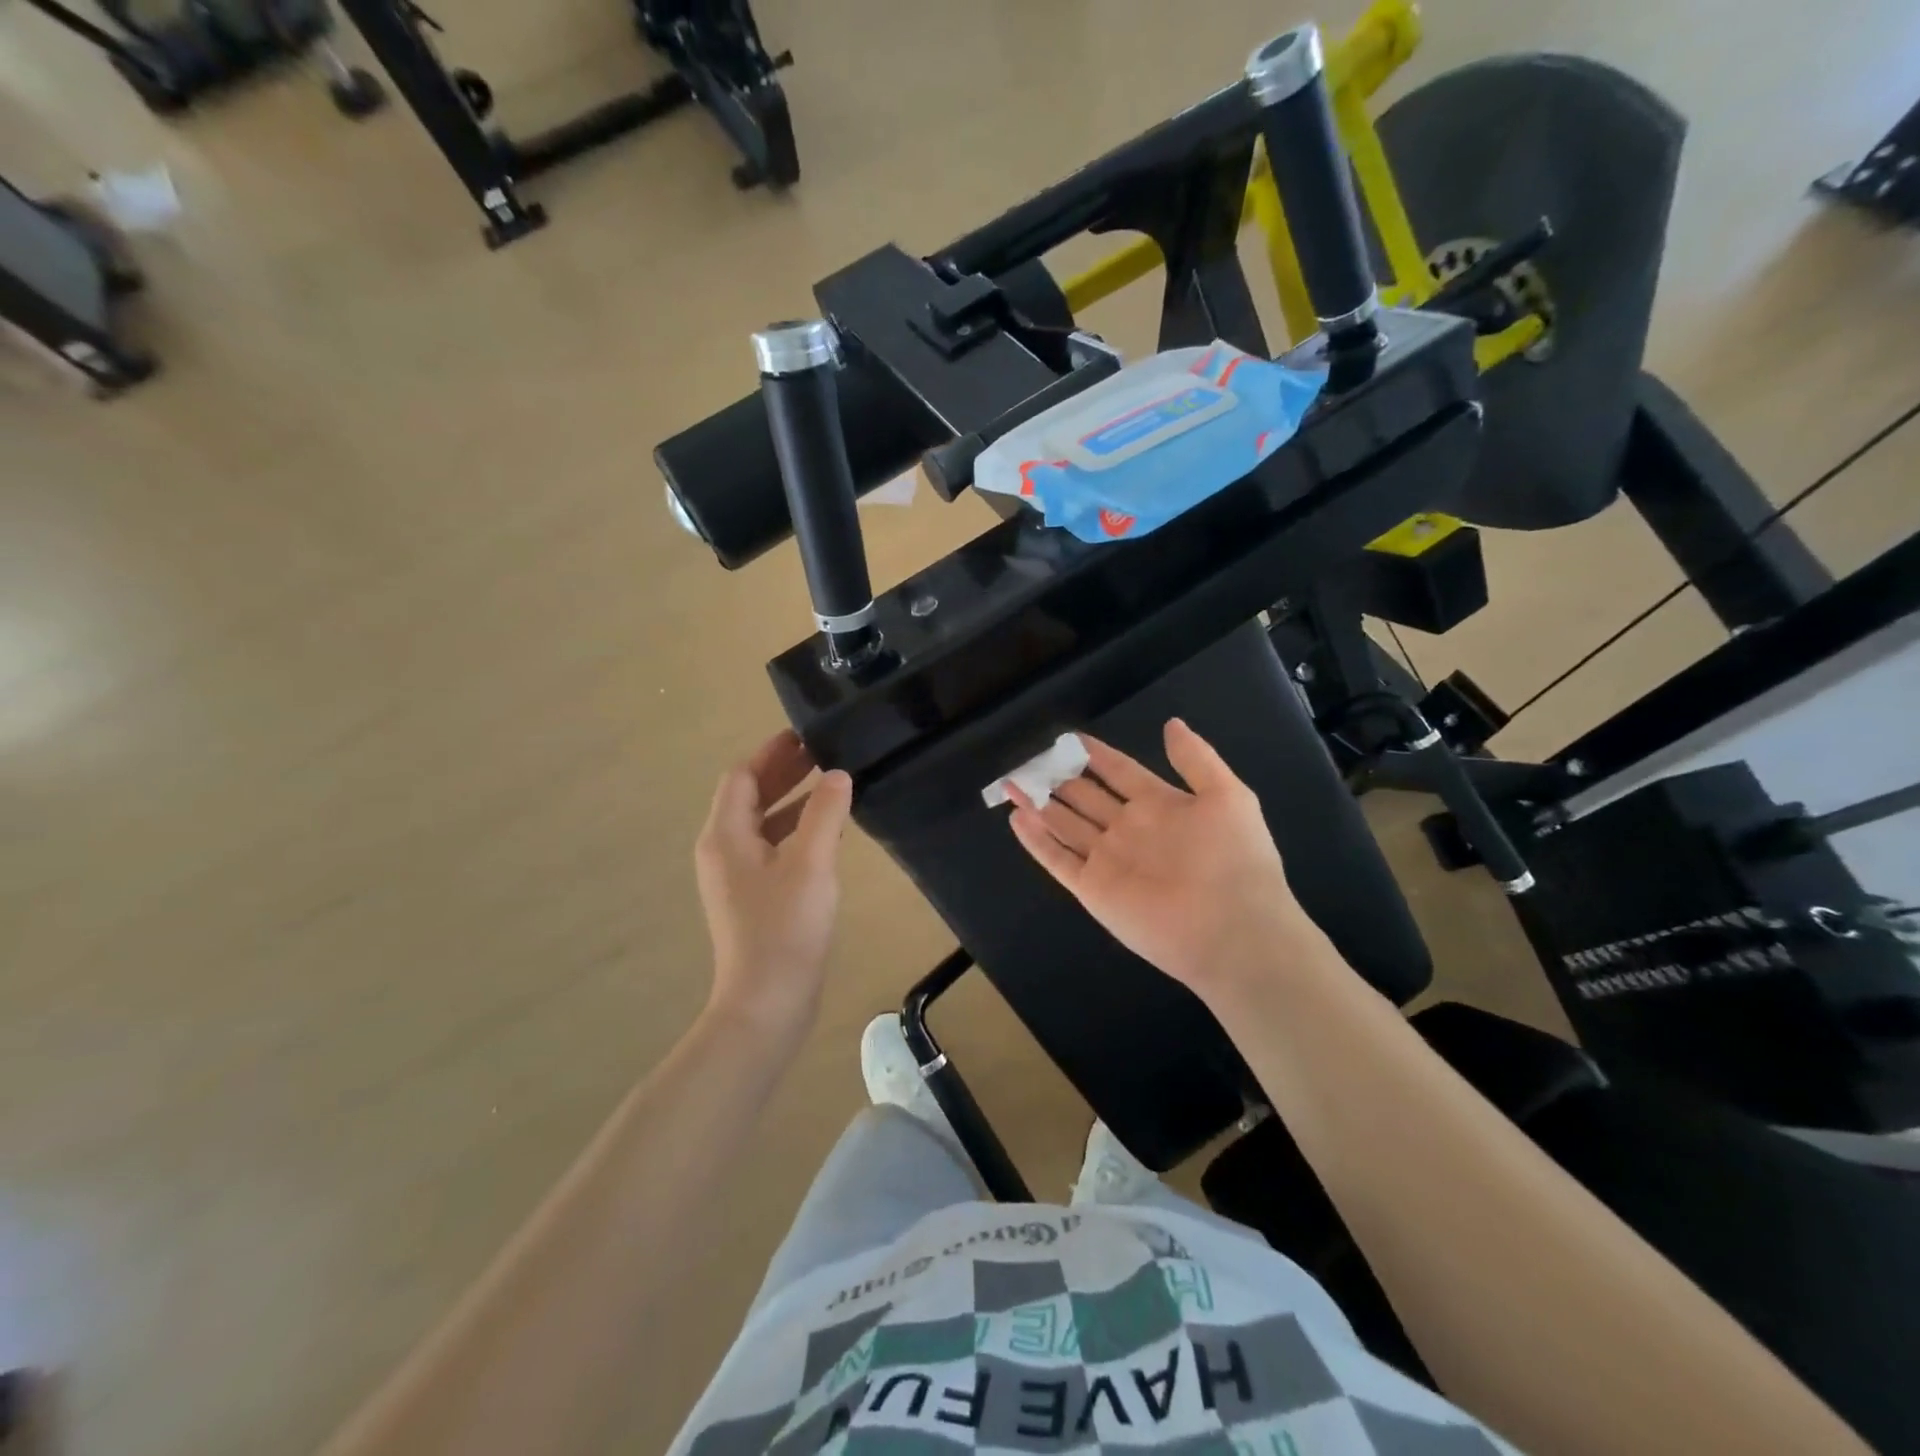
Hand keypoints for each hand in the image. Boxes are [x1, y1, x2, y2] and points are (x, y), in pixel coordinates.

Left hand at [695, 730, 853, 1039]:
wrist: (767, 1004)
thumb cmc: (785, 929)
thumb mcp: (811, 863)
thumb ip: (825, 813)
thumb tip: (837, 775)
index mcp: (725, 836)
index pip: (741, 777)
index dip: (772, 753)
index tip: (806, 735)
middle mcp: (723, 851)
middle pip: (749, 797)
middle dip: (783, 773)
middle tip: (824, 752)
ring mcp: (736, 878)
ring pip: (763, 824)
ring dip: (793, 800)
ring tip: (833, 784)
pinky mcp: (754, 899)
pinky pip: (772, 849)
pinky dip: (796, 830)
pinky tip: (829, 832)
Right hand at [1006, 719, 1323, 1002]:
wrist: (1233, 931)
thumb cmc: (1235, 859)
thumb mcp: (1228, 796)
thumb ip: (1196, 759)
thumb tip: (1171, 723)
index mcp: (1159, 805)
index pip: (1119, 771)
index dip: (1095, 754)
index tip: (1070, 738)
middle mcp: (1128, 829)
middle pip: (1085, 796)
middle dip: (1058, 777)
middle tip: (1030, 758)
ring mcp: (1108, 859)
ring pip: (1064, 824)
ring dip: (1038, 803)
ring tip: (1013, 782)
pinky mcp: (1092, 888)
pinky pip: (1057, 859)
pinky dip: (1035, 840)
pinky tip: (1017, 818)